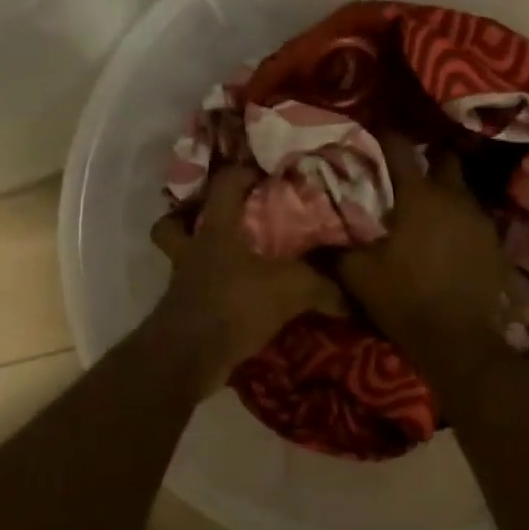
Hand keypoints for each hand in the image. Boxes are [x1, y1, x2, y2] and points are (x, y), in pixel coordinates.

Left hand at [150, 165, 346, 396]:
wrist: (189, 357)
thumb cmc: (234, 304)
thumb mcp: (290, 289)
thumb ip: (323, 285)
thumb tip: (354, 296)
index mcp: (215, 229)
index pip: (224, 184)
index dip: (243, 172)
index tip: (266, 172)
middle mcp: (192, 250)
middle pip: (174, 223)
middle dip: (190, 216)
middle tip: (226, 219)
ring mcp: (183, 282)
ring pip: (184, 258)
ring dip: (203, 257)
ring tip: (234, 259)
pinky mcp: (184, 312)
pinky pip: (197, 292)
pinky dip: (215, 292)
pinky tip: (240, 298)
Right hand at [338, 134, 523, 353]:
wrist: (461, 340)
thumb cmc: (405, 298)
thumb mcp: (359, 276)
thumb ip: (335, 250)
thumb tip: (309, 237)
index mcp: (418, 195)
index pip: (400, 148)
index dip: (386, 137)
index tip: (375, 136)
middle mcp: (453, 197)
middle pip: (444, 160)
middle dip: (429, 160)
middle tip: (410, 175)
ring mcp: (480, 218)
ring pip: (463, 190)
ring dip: (447, 193)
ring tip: (430, 210)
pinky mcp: (495, 243)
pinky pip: (476, 219)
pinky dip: (462, 222)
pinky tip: (451, 240)